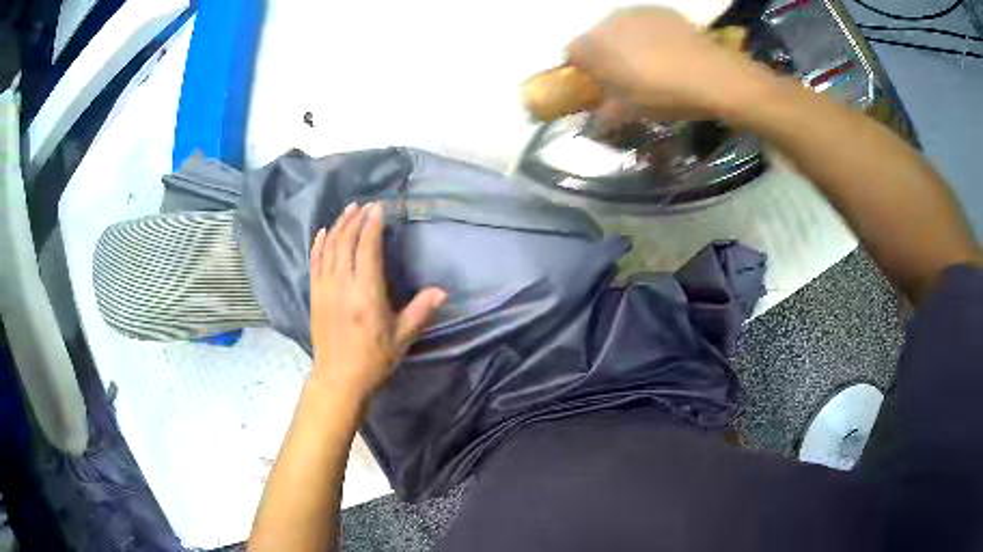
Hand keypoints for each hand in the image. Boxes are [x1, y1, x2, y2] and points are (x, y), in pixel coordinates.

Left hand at [308, 203, 445, 402]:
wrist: (339, 378)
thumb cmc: (373, 358)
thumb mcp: (402, 337)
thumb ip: (420, 311)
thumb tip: (442, 291)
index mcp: (366, 292)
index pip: (367, 248)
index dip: (372, 226)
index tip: (379, 208)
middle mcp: (343, 284)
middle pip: (346, 242)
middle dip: (356, 220)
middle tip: (366, 204)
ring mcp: (325, 288)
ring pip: (329, 247)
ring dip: (338, 226)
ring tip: (348, 210)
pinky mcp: (315, 294)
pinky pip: (314, 262)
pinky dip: (319, 244)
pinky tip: (323, 231)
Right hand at [567, 7, 763, 122]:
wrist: (713, 76)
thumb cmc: (665, 95)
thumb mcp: (631, 111)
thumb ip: (606, 113)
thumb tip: (597, 121)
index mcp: (594, 47)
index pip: (571, 53)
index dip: (583, 69)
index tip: (599, 84)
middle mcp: (608, 22)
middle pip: (596, 37)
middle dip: (604, 54)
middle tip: (626, 76)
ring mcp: (635, 12)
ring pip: (620, 27)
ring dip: (626, 42)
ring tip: (650, 62)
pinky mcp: (660, 10)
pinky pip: (644, 21)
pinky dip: (648, 33)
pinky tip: (668, 50)